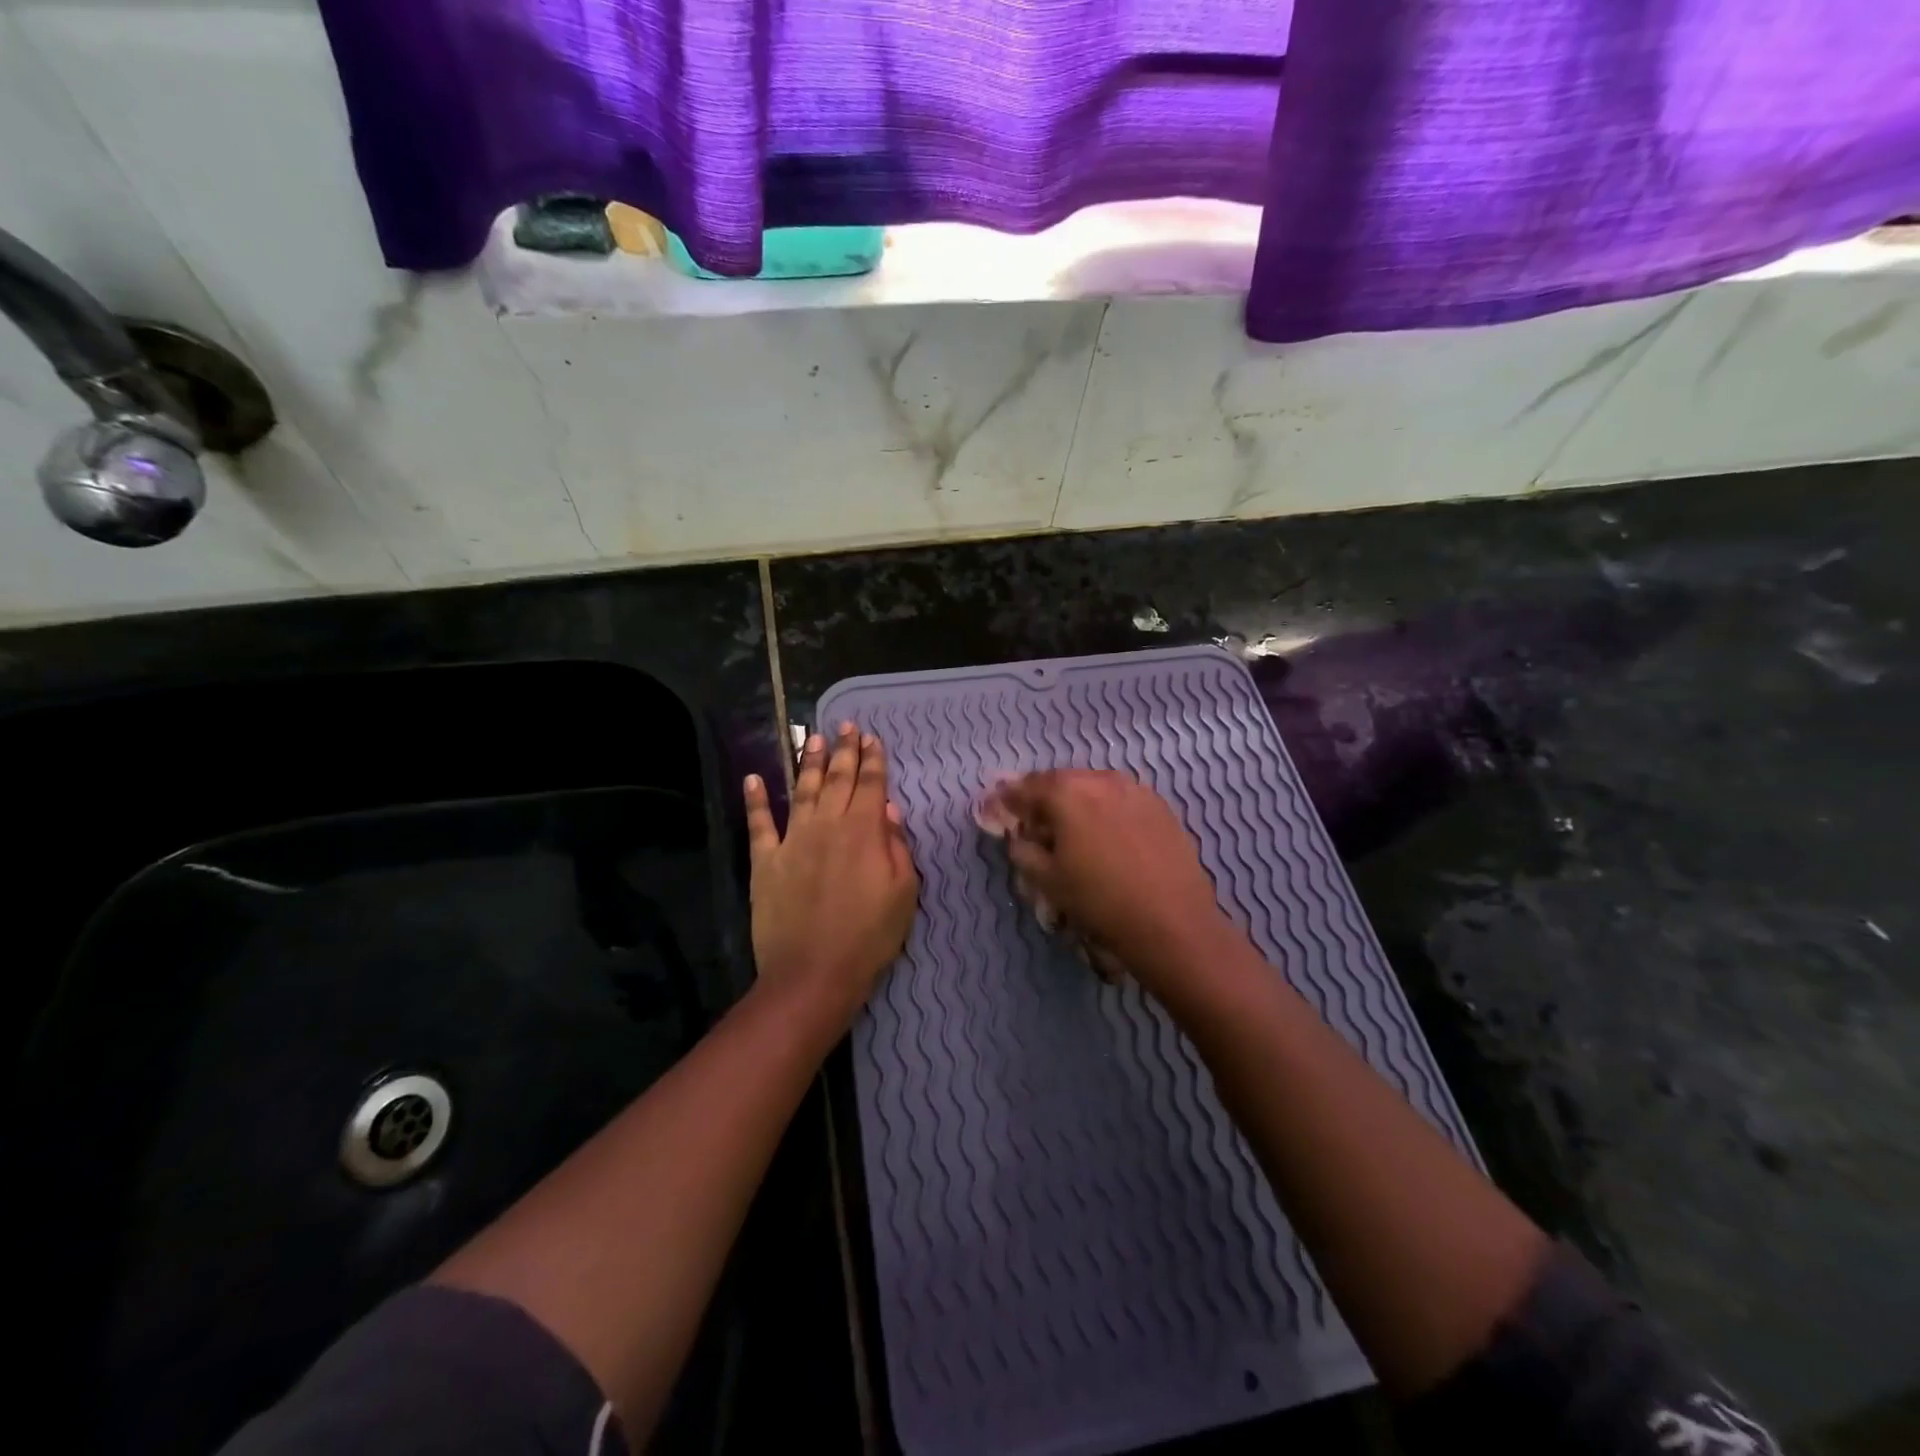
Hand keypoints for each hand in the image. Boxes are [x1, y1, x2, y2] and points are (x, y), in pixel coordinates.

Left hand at [742, 723, 918, 1033]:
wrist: (813, 973)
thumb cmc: (869, 936)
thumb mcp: (904, 893)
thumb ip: (897, 846)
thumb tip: (888, 810)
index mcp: (864, 831)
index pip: (870, 785)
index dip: (873, 760)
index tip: (872, 738)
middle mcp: (827, 825)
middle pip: (837, 779)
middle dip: (844, 751)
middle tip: (845, 726)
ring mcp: (792, 840)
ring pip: (802, 791)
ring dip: (808, 763)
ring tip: (813, 739)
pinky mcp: (765, 861)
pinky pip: (759, 823)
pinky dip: (755, 799)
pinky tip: (753, 778)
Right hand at [1000, 770, 1228, 987]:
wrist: (1171, 922)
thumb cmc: (1100, 900)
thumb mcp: (1047, 881)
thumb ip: (1023, 851)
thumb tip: (1020, 838)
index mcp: (1066, 792)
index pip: (1025, 788)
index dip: (1008, 799)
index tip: (997, 806)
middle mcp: (1100, 779)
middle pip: (1060, 781)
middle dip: (1043, 797)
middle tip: (1034, 819)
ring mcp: (1135, 789)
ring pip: (1093, 786)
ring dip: (1076, 801)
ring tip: (1071, 827)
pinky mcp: (1160, 806)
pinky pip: (1121, 798)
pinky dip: (1105, 808)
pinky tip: (1106, 833)